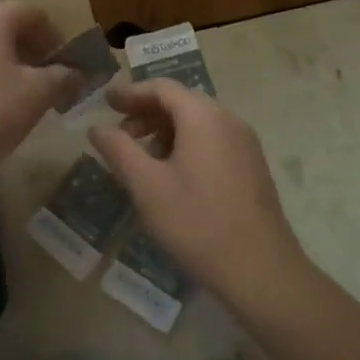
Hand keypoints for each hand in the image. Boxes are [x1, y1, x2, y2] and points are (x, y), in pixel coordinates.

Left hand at [0, 2, 73, 180]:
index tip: (67, 69)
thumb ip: (63, 77)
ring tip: (24, 98)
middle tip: (50, 84)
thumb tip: (76, 73)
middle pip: (10, 27)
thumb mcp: (38, 95)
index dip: (57, 38)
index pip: (35, 14)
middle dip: (35, 52)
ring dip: (12, 65)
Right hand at [90, 80, 307, 302]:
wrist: (262, 272)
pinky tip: (172, 174)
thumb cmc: (197, 223)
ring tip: (142, 157)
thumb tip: (97, 128)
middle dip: (147, 112)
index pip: (162, 88)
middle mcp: (228, 120)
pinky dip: (186, 143)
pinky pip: (213, 139)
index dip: (131, 92)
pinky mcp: (252, 166)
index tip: (106, 103)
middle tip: (120, 133)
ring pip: (198, 121)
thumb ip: (119, 150)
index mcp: (203, 117)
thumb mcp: (147, 186)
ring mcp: (245, 144)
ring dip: (165, 130)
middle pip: (181, 101)